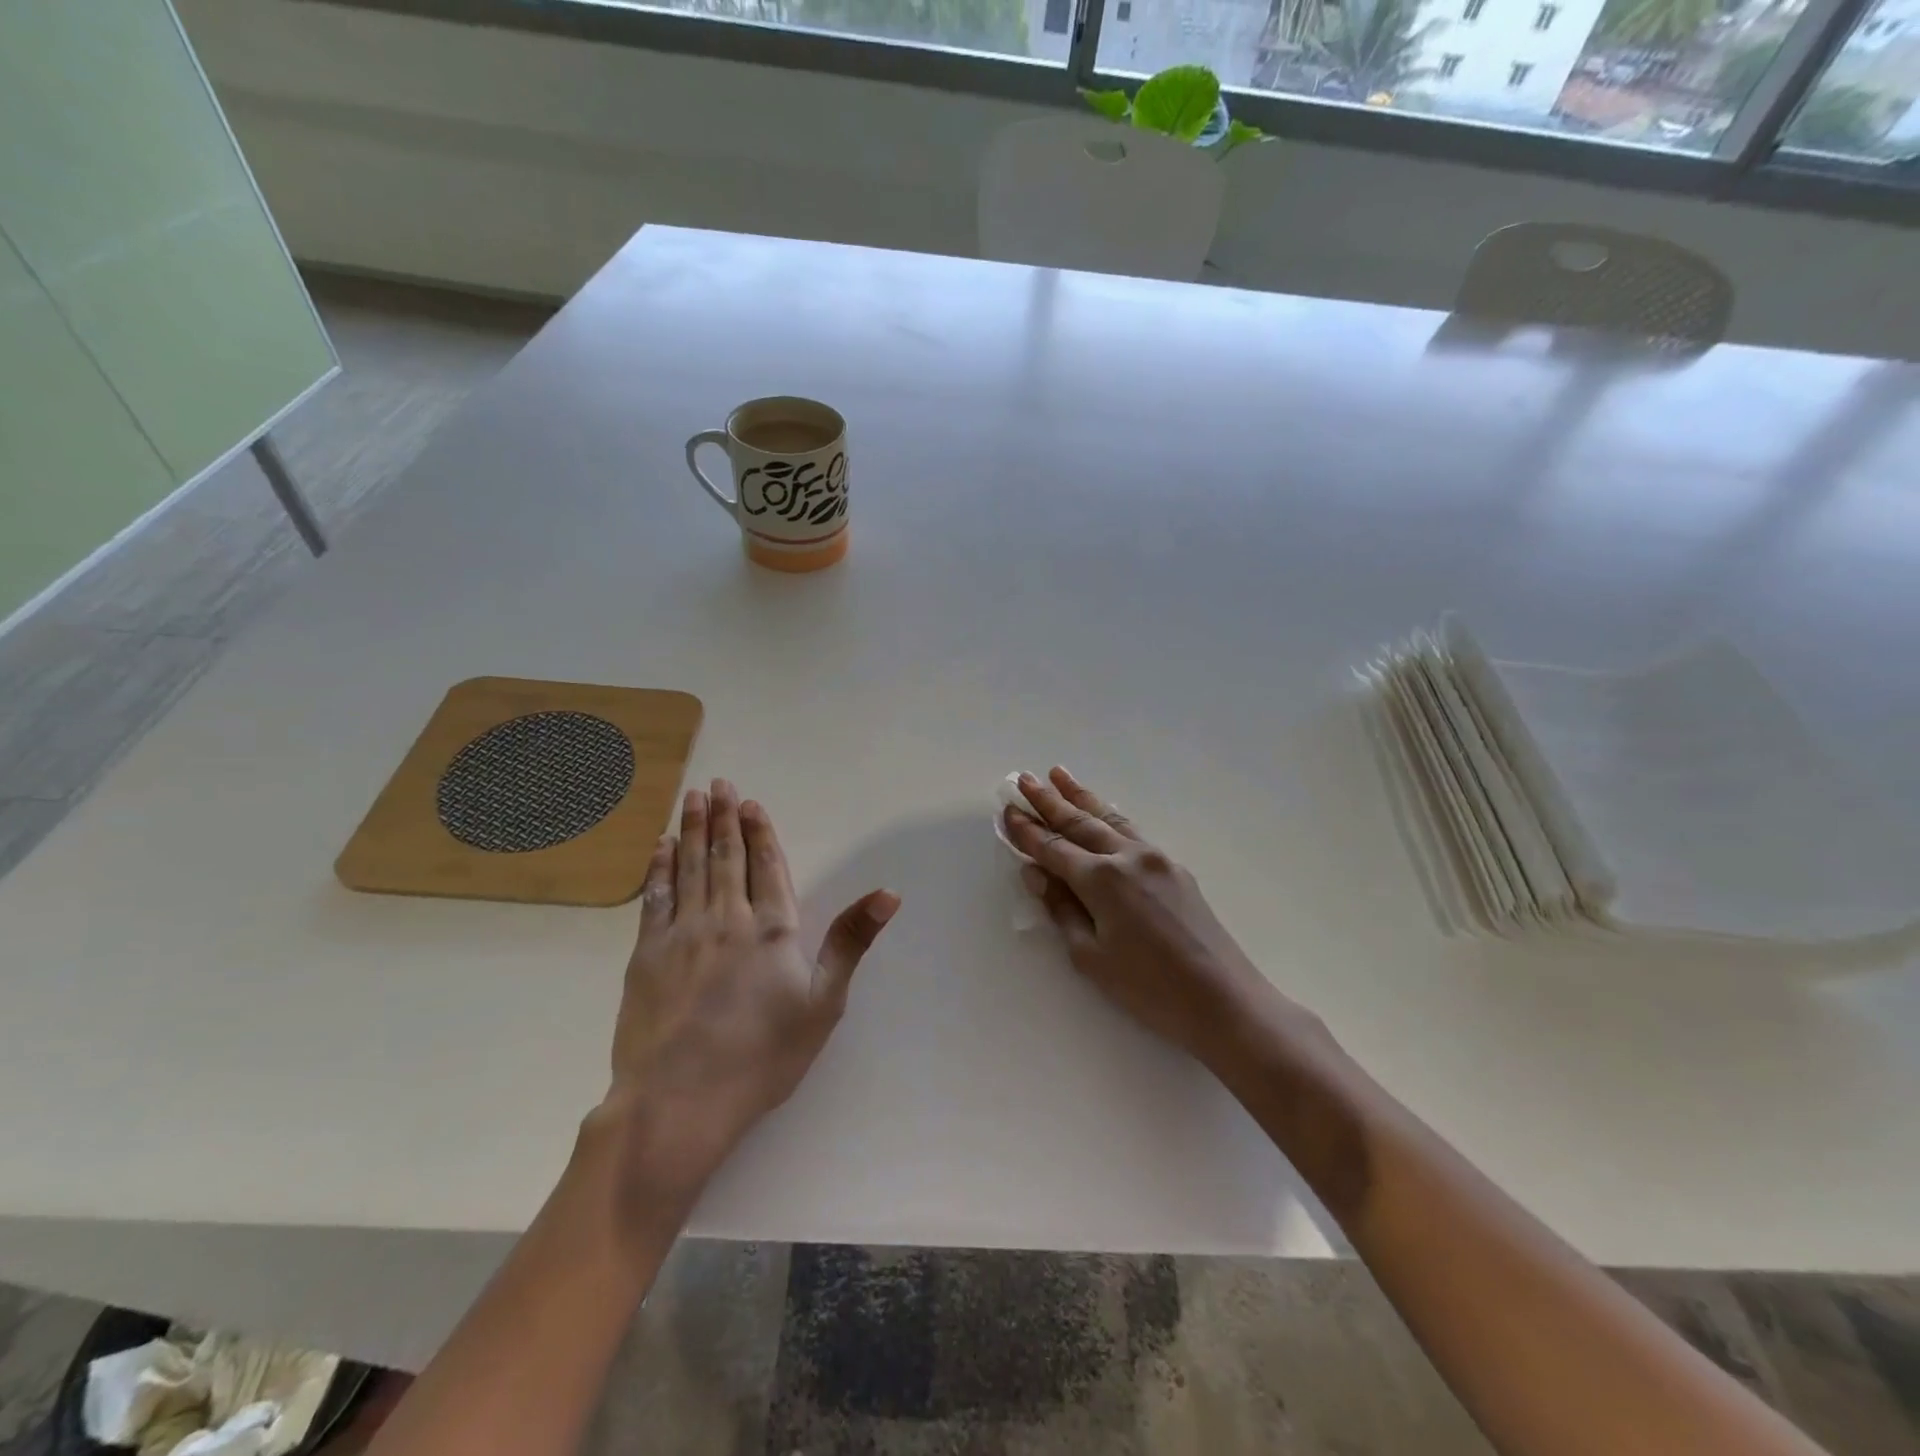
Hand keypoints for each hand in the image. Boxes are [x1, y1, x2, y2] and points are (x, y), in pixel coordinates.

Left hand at [600, 779, 898, 1208]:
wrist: (678, 1101)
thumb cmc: (762, 1057)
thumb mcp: (823, 1004)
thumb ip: (851, 942)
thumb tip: (888, 893)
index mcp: (772, 930)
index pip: (767, 867)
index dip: (760, 832)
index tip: (751, 803)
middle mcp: (727, 919)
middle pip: (726, 857)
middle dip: (724, 818)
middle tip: (718, 784)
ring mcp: (683, 933)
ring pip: (691, 867)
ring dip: (693, 829)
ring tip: (693, 797)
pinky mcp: (647, 954)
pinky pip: (655, 896)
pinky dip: (660, 867)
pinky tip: (662, 847)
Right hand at [1003, 768, 1319, 1068]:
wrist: (1223, 999)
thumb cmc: (1149, 989)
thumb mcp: (1091, 957)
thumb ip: (1061, 909)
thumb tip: (1036, 874)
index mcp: (1101, 880)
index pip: (1053, 848)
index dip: (1027, 831)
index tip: (1007, 810)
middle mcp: (1127, 857)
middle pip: (1079, 822)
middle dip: (1049, 800)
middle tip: (1024, 778)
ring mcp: (1155, 858)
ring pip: (1109, 818)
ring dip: (1081, 796)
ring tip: (1058, 774)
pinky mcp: (1174, 868)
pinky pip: (1132, 830)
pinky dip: (1109, 815)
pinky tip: (1101, 810)